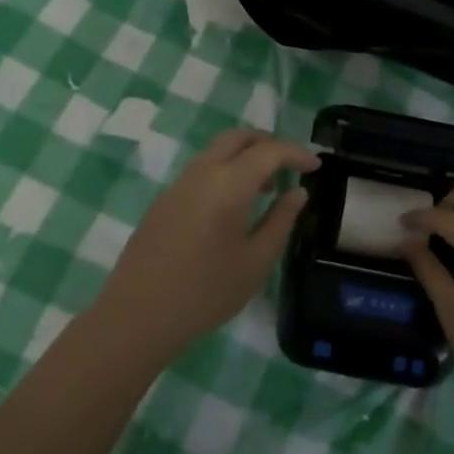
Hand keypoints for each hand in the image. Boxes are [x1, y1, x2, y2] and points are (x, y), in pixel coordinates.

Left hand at [94, 129, 318, 360]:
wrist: (137, 315)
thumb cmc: (206, 291)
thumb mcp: (256, 261)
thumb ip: (281, 220)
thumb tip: (297, 192)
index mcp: (229, 183)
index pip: (269, 151)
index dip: (296, 153)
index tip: (316, 166)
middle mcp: (202, 172)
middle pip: (238, 137)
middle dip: (268, 143)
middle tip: (290, 164)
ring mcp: (179, 184)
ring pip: (217, 151)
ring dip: (244, 157)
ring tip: (266, 189)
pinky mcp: (164, 200)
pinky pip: (201, 170)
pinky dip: (225, 172)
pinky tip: (232, 207)